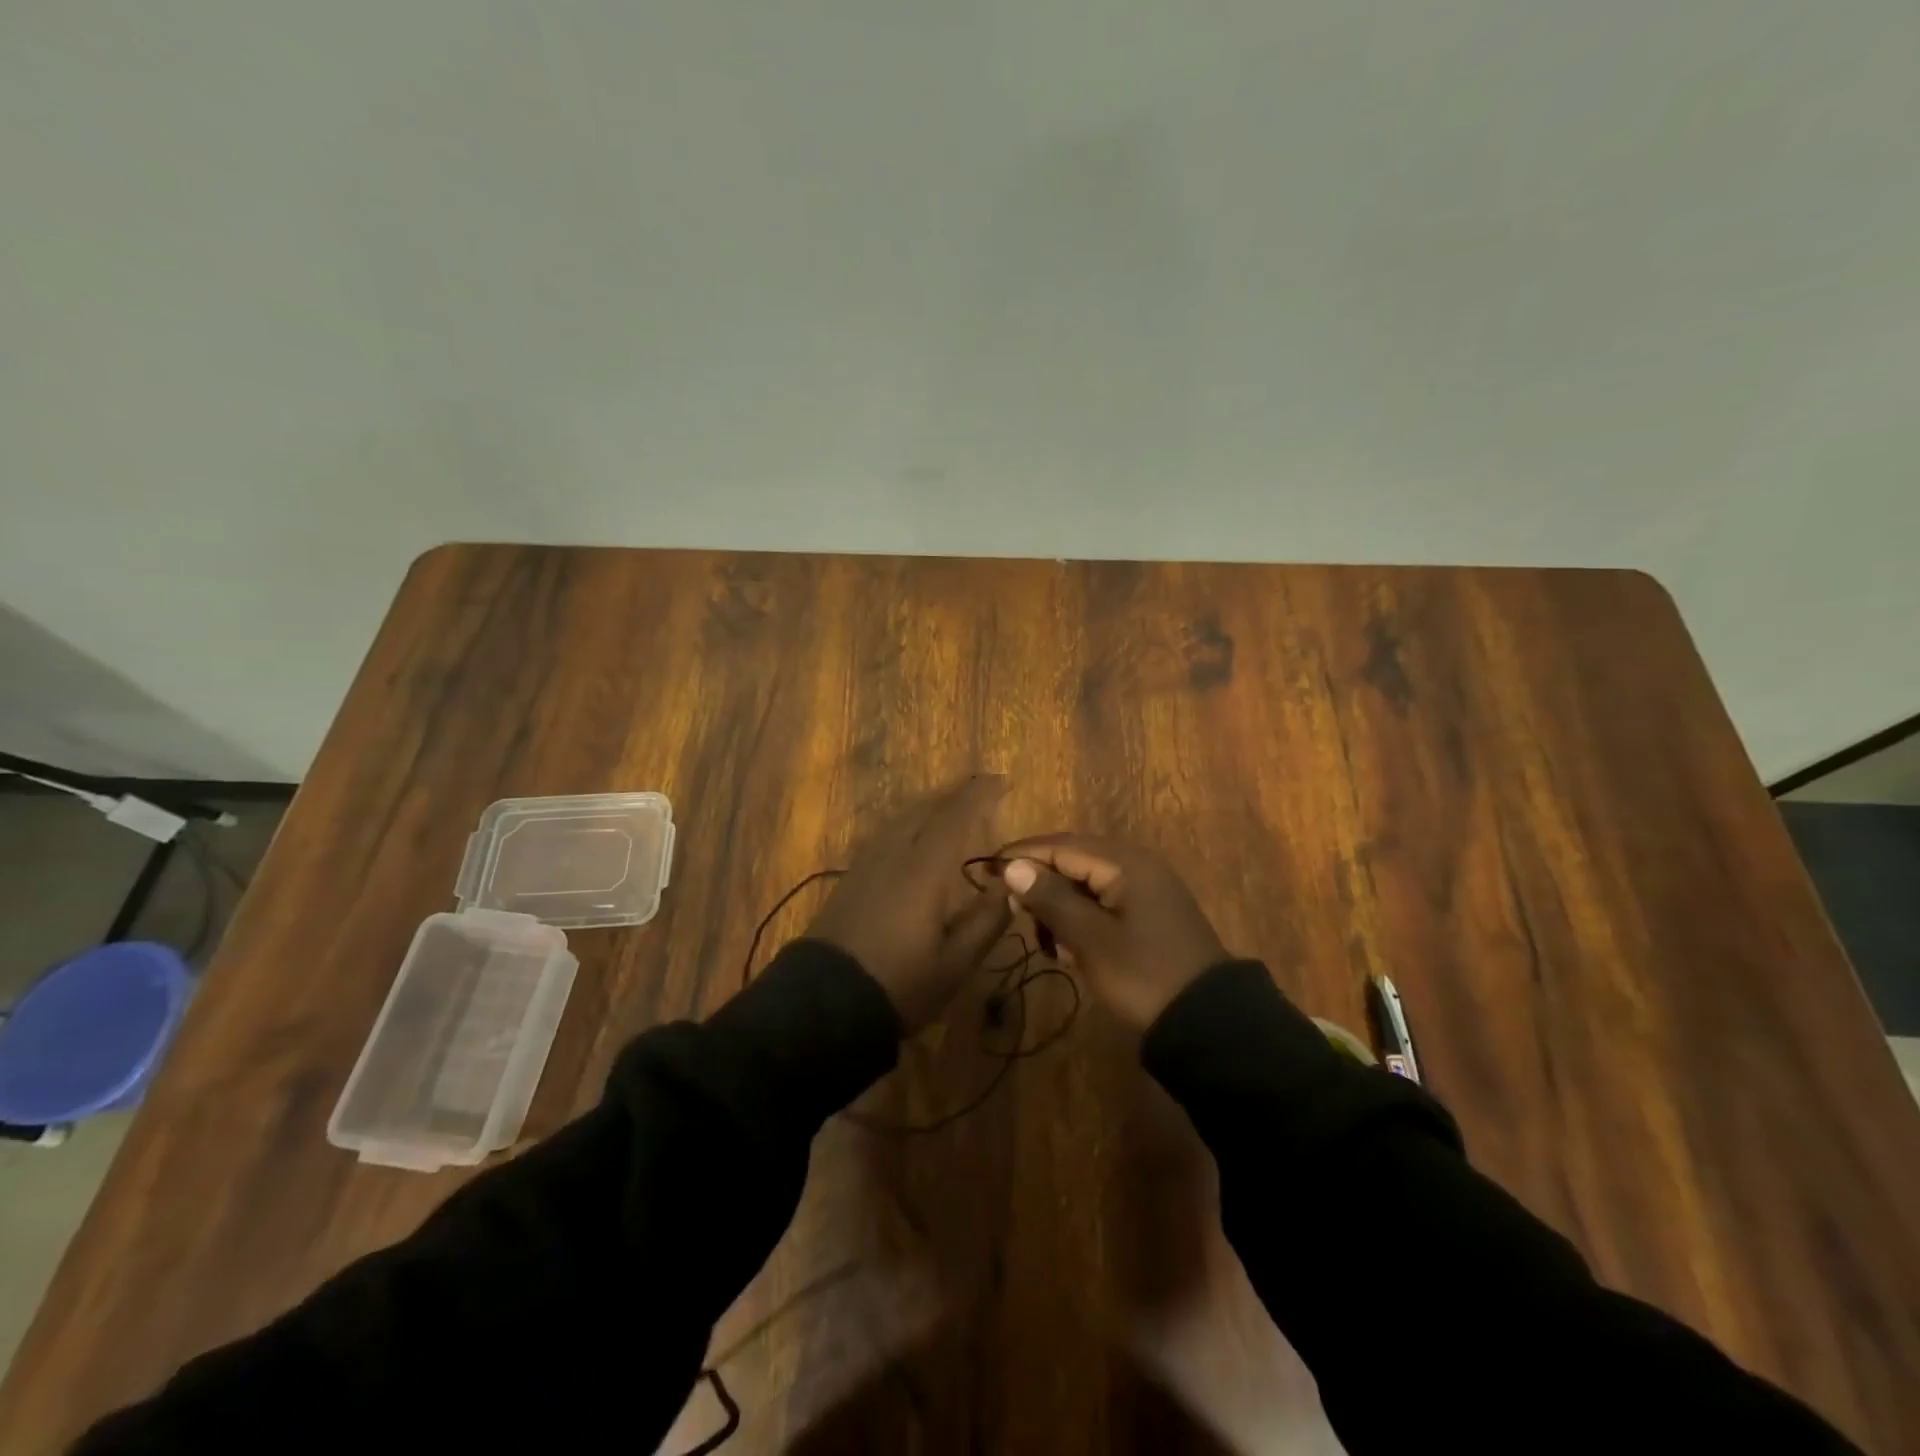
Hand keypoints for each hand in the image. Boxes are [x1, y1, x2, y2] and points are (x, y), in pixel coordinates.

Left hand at [808, 776, 1012, 1031]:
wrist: (824, 1003)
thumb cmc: (899, 984)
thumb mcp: (955, 963)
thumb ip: (986, 921)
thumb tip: (1010, 887)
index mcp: (923, 869)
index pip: (956, 816)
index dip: (980, 795)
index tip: (1003, 780)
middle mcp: (894, 853)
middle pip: (926, 809)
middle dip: (955, 794)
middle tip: (982, 789)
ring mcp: (868, 863)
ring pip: (902, 818)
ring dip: (931, 805)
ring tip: (952, 805)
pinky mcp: (852, 877)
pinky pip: (887, 832)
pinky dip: (910, 822)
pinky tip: (914, 834)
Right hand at [998, 835, 1228, 1030]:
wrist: (1208, 1023)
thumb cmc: (1143, 975)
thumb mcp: (1090, 938)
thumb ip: (1050, 898)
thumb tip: (1012, 866)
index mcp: (1125, 862)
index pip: (1061, 846)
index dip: (1022, 856)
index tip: (987, 871)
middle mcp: (1137, 865)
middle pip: (1073, 860)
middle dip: (1040, 883)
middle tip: (1014, 912)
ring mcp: (1147, 889)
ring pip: (1087, 883)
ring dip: (1060, 906)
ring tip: (1046, 940)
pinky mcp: (1151, 913)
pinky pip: (1104, 902)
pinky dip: (1082, 919)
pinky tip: (1070, 949)